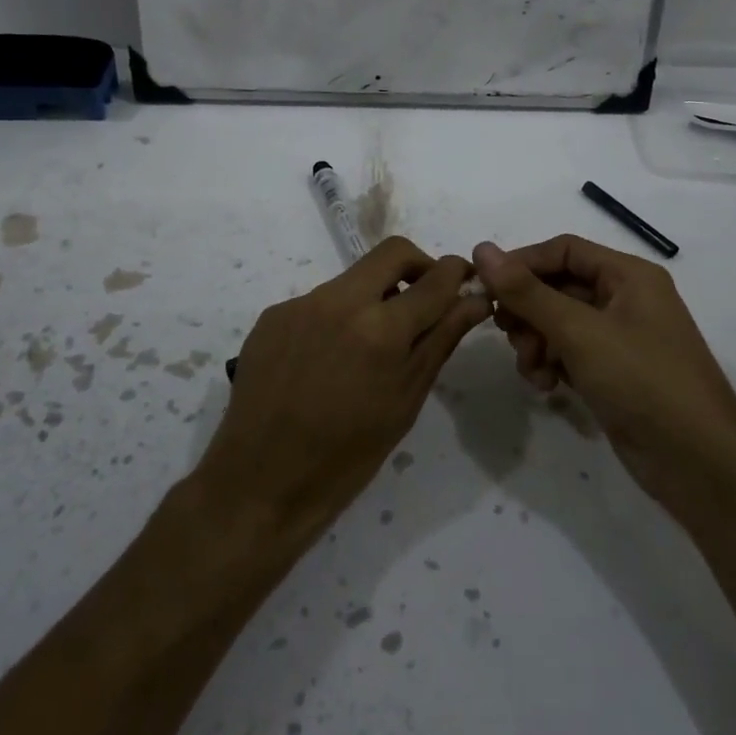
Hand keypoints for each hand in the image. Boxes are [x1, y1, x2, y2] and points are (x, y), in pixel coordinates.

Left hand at [196, 237, 492, 540]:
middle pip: (392, 252)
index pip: (435, 278)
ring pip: (353, 279)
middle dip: (419, 266)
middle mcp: (339, 301)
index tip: (467, 279)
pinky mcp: (273, 315)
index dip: (458, 272)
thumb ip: (441, 340)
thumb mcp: (405, 401)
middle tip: (426, 300)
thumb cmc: (347, 456)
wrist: (260, 482)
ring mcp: (300, 304)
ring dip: (375, 297)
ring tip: (371, 347)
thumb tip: (475, 300)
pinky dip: (338, 318)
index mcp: (380, 329)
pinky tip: (329, 361)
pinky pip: (319, 302)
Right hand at [471, 235, 735, 507]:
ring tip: (532, 370)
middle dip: (528, 311)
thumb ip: (527, 291)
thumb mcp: (579, 331)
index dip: (522, 264)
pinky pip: (569, 353)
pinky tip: (547, 387)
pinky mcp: (614, 373)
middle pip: (558, 286)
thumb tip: (482, 248)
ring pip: (558, 323)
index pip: (563, 250)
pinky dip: (552, 364)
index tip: (486, 288)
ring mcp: (620, 339)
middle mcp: (625, 299)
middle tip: (507, 334)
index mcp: (628, 276)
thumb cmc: (642, 381)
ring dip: (536, 342)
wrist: (698, 463)